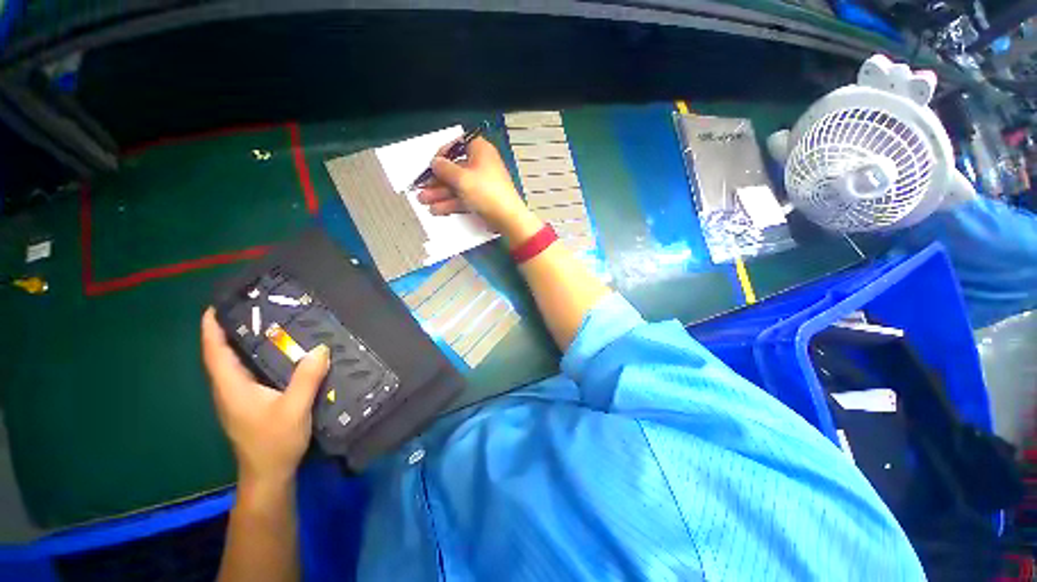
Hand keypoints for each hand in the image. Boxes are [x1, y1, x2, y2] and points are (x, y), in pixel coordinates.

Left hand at [201, 308, 328, 486]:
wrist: (268, 474)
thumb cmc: (275, 441)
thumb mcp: (295, 408)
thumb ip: (306, 378)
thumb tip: (320, 348)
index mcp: (232, 388)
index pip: (215, 353)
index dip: (211, 330)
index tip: (216, 306)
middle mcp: (229, 389)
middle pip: (222, 355)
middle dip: (229, 330)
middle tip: (251, 309)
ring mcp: (237, 398)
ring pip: (234, 364)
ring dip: (241, 343)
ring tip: (264, 324)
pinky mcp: (248, 403)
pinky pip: (246, 372)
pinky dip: (253, 357)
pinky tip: (275, 353)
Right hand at [417, 136, 542, 244]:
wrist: (507, 219)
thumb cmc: (486, 192)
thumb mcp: (461, 178)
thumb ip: (444, 168)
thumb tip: (436, 162)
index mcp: (480, 151)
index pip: (458, 145)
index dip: (442, 154)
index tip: (432, 165)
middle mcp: (481, 165)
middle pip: (455, 169)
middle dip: (436, 181)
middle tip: (421, 188)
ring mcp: (482, 184)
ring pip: (457, 186)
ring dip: (440, 194)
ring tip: (424, 202)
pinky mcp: (482, 200)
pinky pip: (464, 198)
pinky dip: (451, 203)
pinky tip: (437, 210)